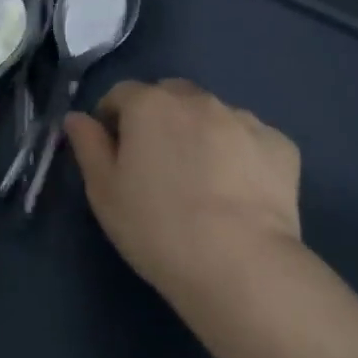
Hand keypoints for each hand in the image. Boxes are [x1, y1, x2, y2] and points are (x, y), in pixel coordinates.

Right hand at [64, 78, 301, 302]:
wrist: (239, 264)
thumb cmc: (157, 227)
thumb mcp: (104, 191)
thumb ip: (88, 145)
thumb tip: (77, 118)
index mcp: (150, 104)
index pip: (121, 93)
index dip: (112, 118)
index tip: (114, 150)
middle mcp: (198, 100)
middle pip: (170, 96)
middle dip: (159, 117)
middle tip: (158, 163)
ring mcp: (244, 120)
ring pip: (213, 115)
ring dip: (201, 132)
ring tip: (203, 180)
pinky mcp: (280, 146)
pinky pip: (250, 140)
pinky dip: (240, 154)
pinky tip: (239, 191)